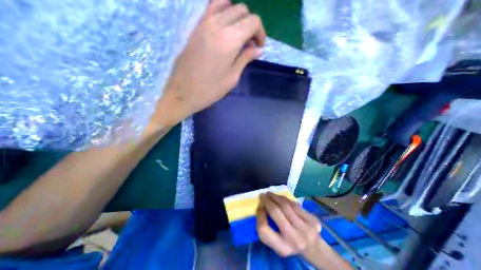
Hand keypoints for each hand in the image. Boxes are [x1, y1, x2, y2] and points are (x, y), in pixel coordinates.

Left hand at [150, 0, 264, 128]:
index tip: (259, 47)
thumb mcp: (232, 78)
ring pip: (228, 5)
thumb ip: (245, 59)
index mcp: (229, 40)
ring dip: (238, 18)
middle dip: (251, 25)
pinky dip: (223, 11)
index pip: (253, 21)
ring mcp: (204, 22)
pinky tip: (224, 27)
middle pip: (242, 10)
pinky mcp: (195, 26)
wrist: (182, 92)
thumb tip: (258, 49)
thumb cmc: (209, 90)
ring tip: (238, 36)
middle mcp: (217, 24)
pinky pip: (212, 7)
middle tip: (250, 44)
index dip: (261, 32)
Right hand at [255, 192, 322, 256]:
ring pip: (285, 205)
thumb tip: (261, 207)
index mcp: (282, 248)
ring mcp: (305, 229)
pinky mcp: (313, 221)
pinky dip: (285, 199)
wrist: (315, 249)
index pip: (264, 229)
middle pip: (275, 212)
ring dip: (275, 197)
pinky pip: (294, 204)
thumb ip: (268, 229)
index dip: (259, 215)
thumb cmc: (290, 244)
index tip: (259, 208)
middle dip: (267, 200)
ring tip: (270, 194)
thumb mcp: (277, 244)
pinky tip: (280, 197)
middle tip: (262, 195)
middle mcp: (294, 239)